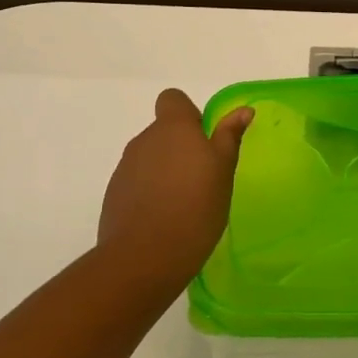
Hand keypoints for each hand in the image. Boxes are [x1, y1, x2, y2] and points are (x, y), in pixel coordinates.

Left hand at [98, 89, 253, 270]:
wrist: (144, 257)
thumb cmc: (195, 207)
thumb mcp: (223, 171)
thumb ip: (229, 137)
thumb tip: (242, 110)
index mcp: (172, 128)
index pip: (173, 100)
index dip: (189, 114)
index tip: (205, 141)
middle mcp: (144, 140)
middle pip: (163, 132)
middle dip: (182, 148)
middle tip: (203, 179)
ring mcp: (125, 168)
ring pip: (151, 158)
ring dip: (167, 171)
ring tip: (185, 204)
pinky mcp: (114, 195)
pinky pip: (138, 183)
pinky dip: (151, 193)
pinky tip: (165, 219)